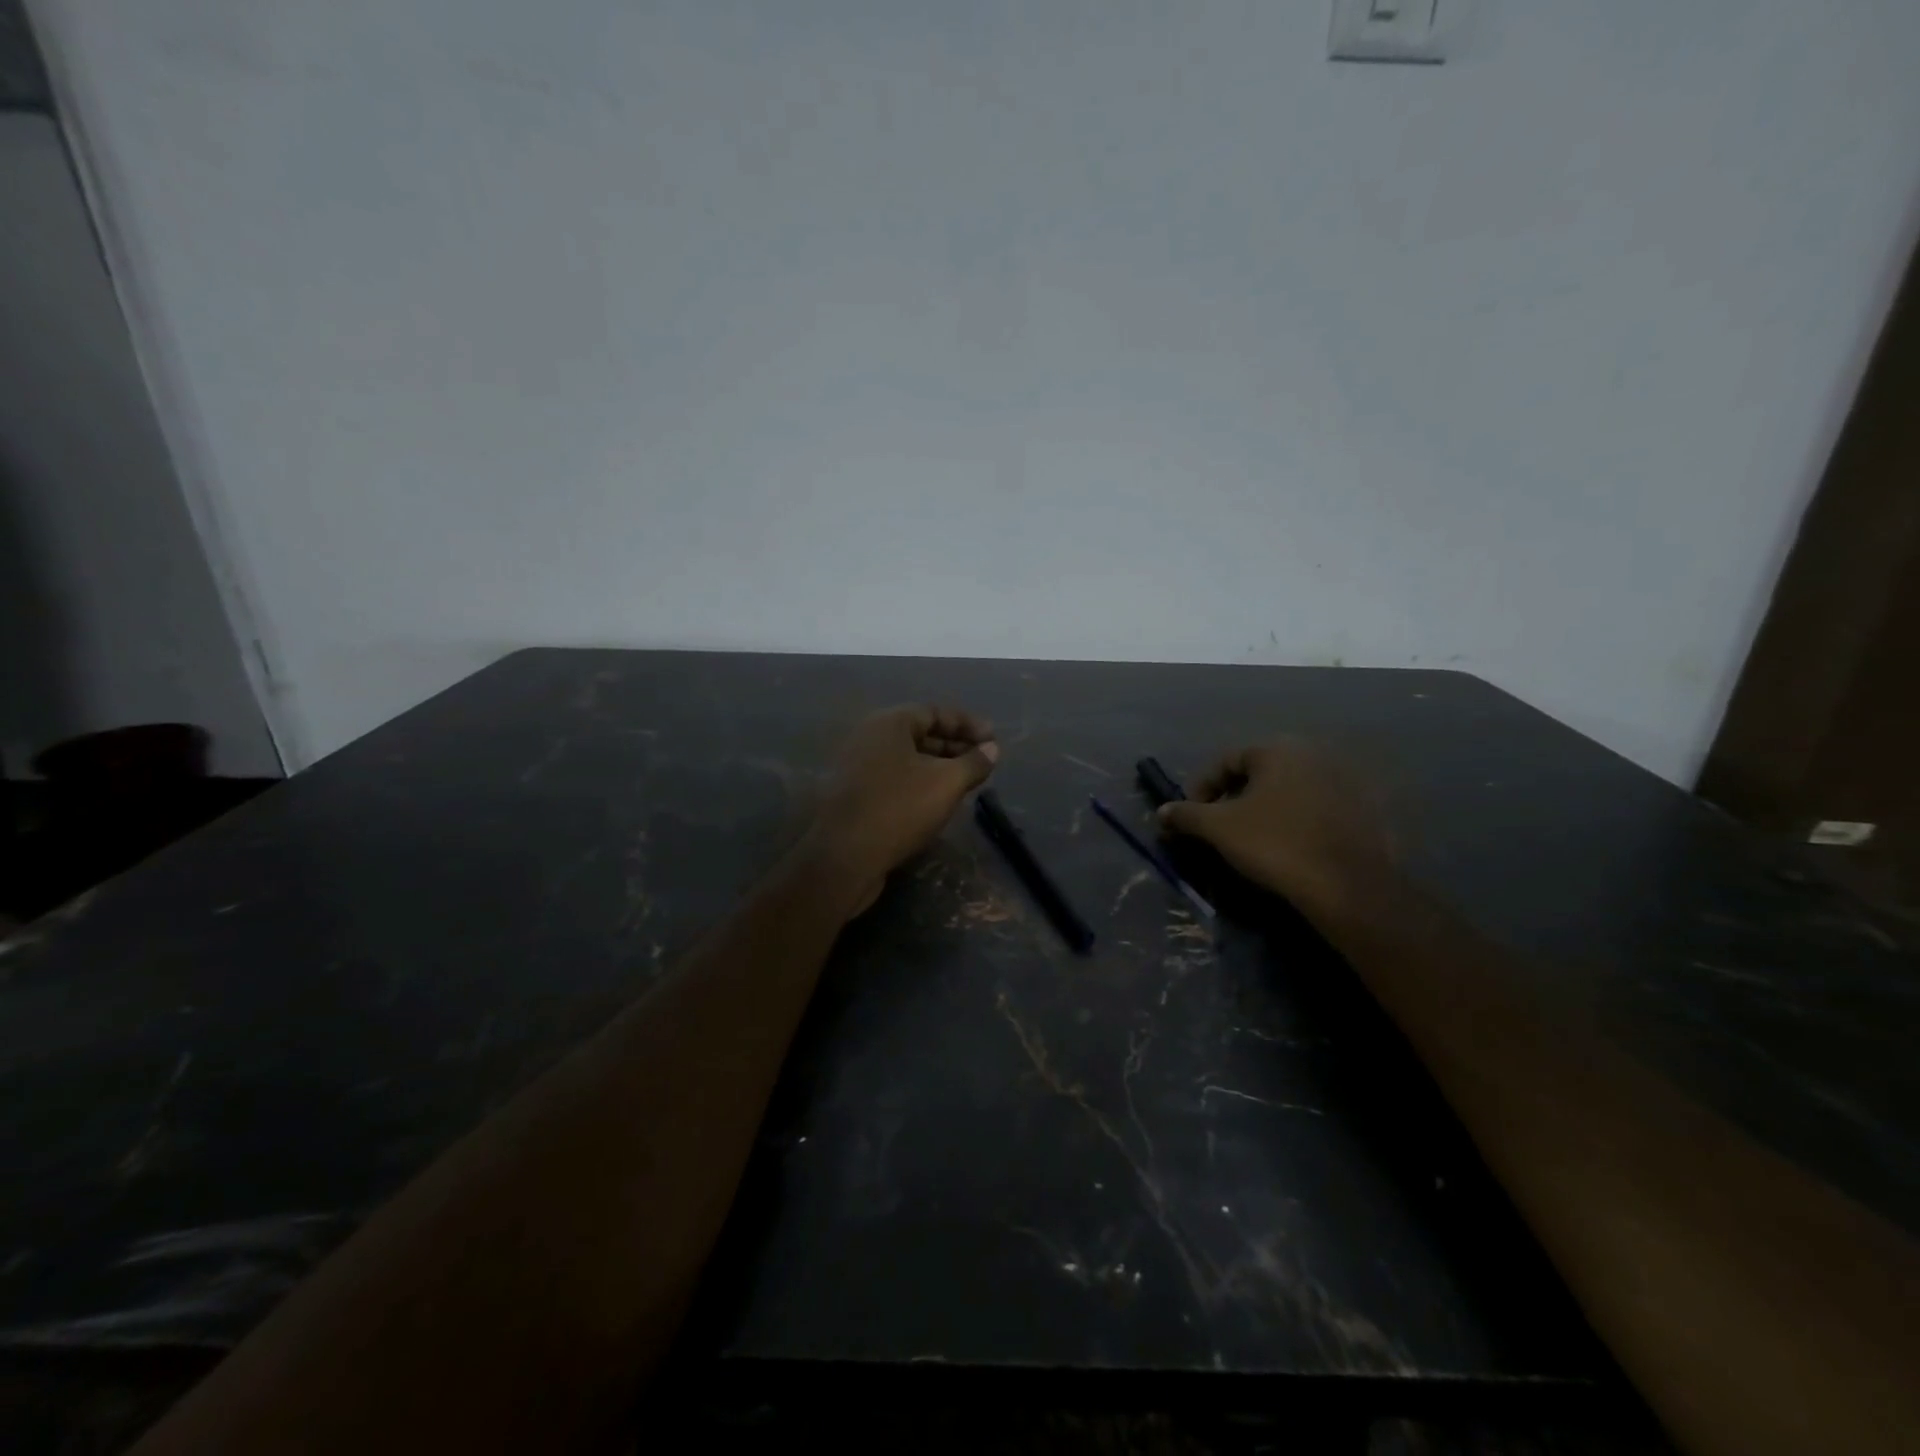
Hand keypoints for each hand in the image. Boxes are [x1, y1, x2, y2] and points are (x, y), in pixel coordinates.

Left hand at [806, 705, 999, 914]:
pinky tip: (938, 801)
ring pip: (908, 758)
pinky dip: (920, 783)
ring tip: (966, 783)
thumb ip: (973, 762)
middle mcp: (869, 738)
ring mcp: (858, 766)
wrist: (845, 857)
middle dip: (954, 746)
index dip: (967, 724)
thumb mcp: (946, 783)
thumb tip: (992, 749)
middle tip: (983, 763)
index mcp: (888, 723)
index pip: (934, 711)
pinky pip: (895, 778)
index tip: (993, 740)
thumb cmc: (899, 809)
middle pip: (920, 733)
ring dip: (939, 767)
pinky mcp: (856, 794)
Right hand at [1156, 741, 1394, 916]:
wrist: (1348, 885)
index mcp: (1278, 750)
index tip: (1192, 815)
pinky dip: (1297, 819)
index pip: (1226, 760)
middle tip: (1220, 825)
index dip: (1202, 786)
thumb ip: (1187, 815)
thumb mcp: (1219, 829)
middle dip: (1234, 796)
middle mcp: (1313, 753)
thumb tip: (1162, 812)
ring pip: (1290, 788)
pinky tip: (1290, 845)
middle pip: (1259, 771)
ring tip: (1253, 837)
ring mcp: (1344, 779)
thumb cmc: (1276, 845)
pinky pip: (1317, 807)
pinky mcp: (1365, 808)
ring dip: (1266, 807)